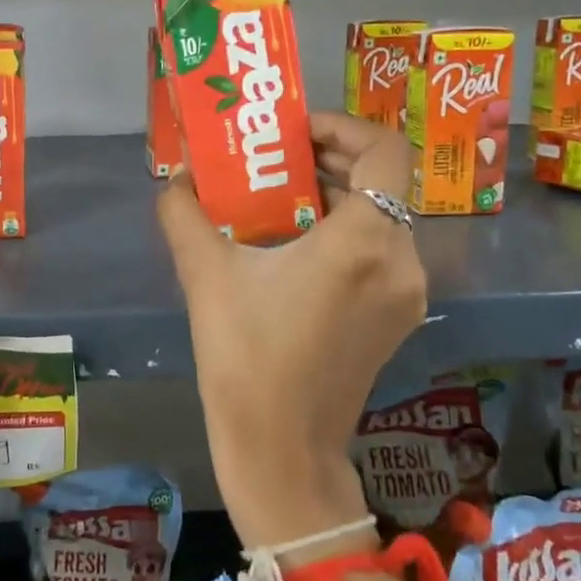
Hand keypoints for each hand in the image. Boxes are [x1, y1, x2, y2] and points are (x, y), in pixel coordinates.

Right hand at [157, 112, 426, 546]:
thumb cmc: (245, 358)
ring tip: (278, 202)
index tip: (296, 135)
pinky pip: (379, 253)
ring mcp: (406, 293)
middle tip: (277, 160)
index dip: (343, 128)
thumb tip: (173, 181)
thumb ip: (184, 214)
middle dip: (330, 161)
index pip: (384, 151)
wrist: (281, 452)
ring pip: (382, 218)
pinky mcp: (398, 319)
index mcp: (363, 241)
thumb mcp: (206, 276)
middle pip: (382, 182)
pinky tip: (295, 251)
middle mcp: (400, 260)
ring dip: (336, 199)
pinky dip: (345, 235)